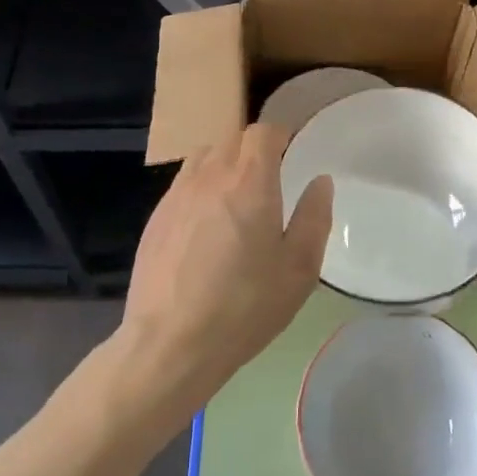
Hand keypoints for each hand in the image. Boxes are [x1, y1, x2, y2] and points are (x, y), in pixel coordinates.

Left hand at [118, 123, 333, 423]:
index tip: (292, 153)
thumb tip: (320, 181)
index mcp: (250, 182)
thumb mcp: (298, 270)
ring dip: (224, 163)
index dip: (280, 136)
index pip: (263, 132)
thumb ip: (314, 217)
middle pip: (233, 139)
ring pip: (204, 156)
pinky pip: (183, 183)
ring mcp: (177, 194)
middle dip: (254, 149)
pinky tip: (206, 224)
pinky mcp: (156, 217)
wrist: (170, 343)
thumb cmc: (245, 306)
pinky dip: (201, 187)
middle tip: (271, 178)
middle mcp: (210, 176)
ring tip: (237, 196)